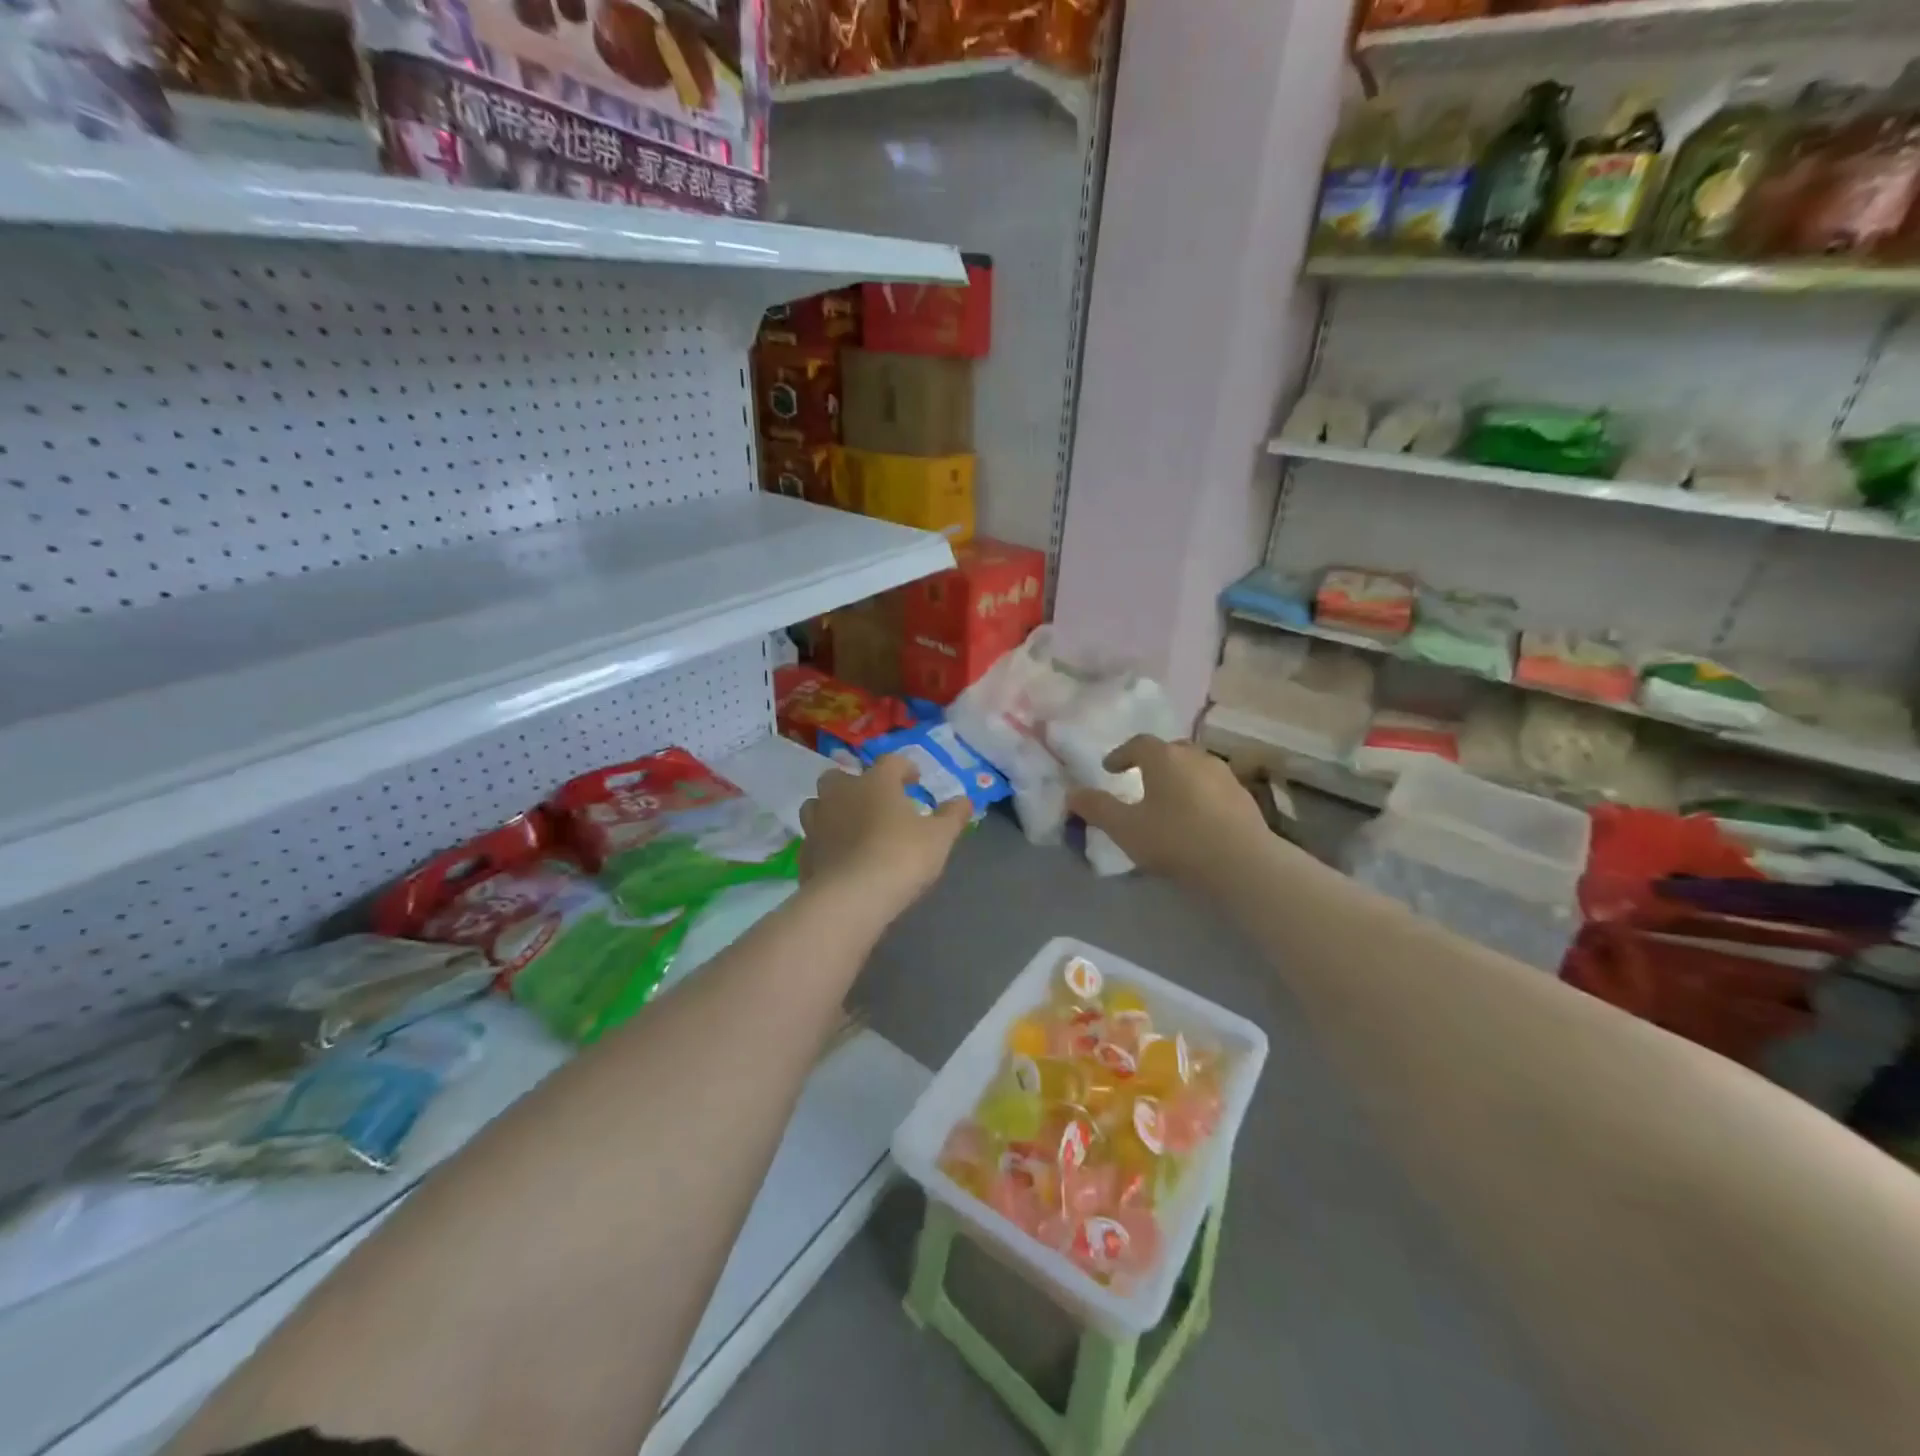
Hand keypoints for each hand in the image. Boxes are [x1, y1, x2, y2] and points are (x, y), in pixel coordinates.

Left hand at [797, 756, 969, 917]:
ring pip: (818, 804)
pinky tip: (838, 857)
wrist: (852, 897)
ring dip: (833, 810)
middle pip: (840, 776)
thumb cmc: (901, 856)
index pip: (890, 762)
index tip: (915, 780)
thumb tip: (965, 800)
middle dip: (855, 784)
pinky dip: (825, 843)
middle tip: (874, 801)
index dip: (904, 768)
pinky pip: (814, 839)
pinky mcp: (805, 853)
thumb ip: (952, 816)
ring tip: (851, 826)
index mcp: (875, 782)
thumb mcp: (939, 837)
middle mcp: (841, 794)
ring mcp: (817, 823)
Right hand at [1066, 735, 1271, 890]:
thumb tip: (1072, 793)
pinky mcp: (1244, 797)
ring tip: (1168, 799)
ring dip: (1178, 777)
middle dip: (1152, 761)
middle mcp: (1195, 757)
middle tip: (1140, 779)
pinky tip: (1196, 817)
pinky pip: (1213, 786)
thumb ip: (1097, 808)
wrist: (1242, 863)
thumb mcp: (1125, 828)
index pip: (1138, 743)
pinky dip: (1199, 793)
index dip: (1121, 754)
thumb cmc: (1176, 839)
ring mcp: (1224, 775)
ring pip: (1194, 767)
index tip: (1110, 768)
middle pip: (1170, 750)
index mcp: (1164, 757)